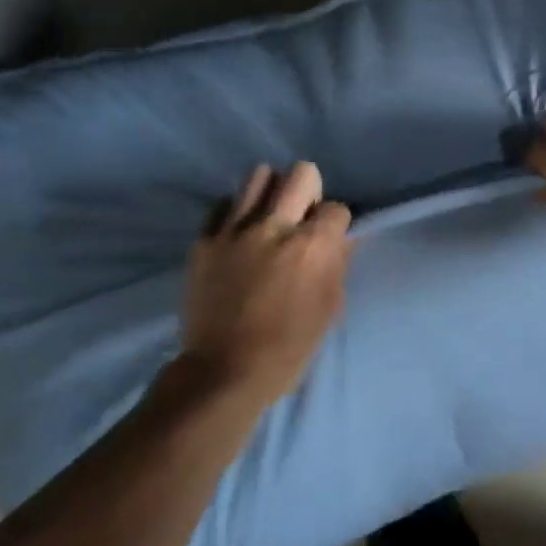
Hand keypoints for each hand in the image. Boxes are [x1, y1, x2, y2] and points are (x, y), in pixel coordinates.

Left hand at [180, 162, 351, 396]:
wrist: (224, 371)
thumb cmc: (288, 347)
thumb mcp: (329, 308)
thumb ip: (337, 264)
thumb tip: (341, 237)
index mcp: (311, 247)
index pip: (336, 208)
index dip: (336, 223)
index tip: (329, 240)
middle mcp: (274, 227)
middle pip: (302, 174)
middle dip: (310, 191)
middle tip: (302, 217)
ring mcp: (234, 230)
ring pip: (259, 176)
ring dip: (272, 192)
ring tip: (269, 217)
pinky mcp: (204, 240)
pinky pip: (223, 204)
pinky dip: (236, 212)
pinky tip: (240, 234)